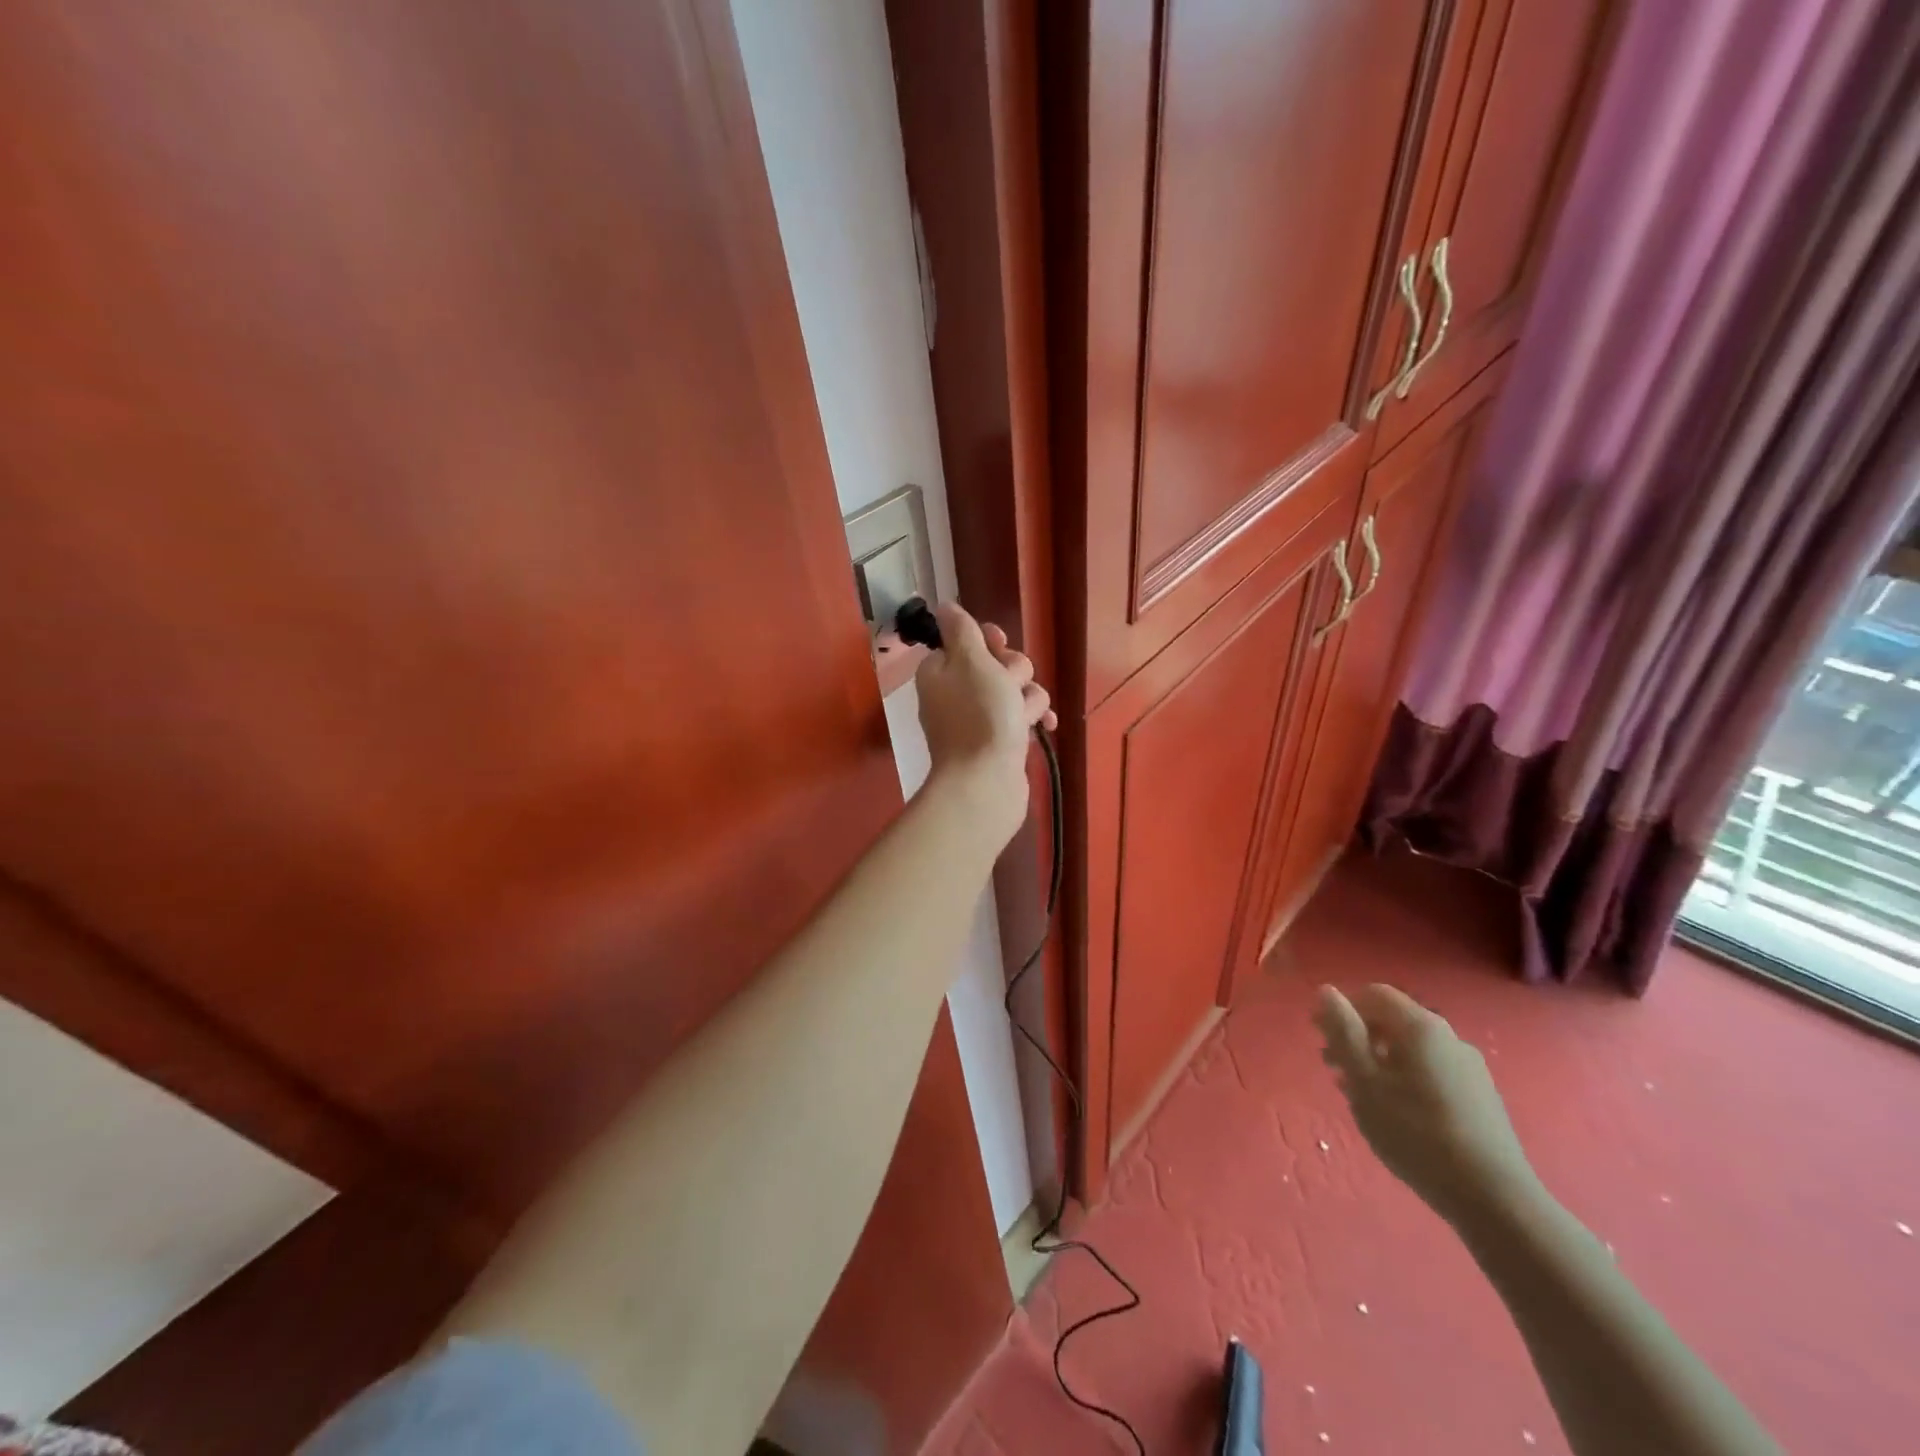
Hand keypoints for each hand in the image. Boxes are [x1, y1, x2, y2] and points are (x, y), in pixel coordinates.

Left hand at [914, 603, 1054, 845]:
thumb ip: (961, 630)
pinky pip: (1022, 718)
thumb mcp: (971, 661)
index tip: (997, 647)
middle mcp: (956, 693)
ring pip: (1016, 690)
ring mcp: (978, 720)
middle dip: (1014, 672)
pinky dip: (1033, 719)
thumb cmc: (980, 716)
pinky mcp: (998, 742)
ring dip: (1027, 698)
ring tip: (1023, 718)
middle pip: (997, 664)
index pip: (967, 641)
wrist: (986, 784)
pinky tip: (1045, 726)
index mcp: (941, 671)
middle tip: (1009, 689)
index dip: (988, 641)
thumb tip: (945, 607)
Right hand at [1315, 983, 1539, 1224]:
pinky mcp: (1481, 1098)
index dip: (1343, 1008)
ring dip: (1379, 1061)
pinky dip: (1404, 1079)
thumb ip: (1342, 1031)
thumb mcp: (1364, 1079)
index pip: (1375, 994)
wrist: (1495, 1199)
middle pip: (1394, 1020)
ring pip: (1412, 1050)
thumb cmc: (1415, 1132)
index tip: (1320, 1036)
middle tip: (1333, 1068)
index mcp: (1420, 1027)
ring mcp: (1470, 1068)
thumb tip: (1326, 991)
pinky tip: (1396, 1113)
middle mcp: (1449, 1037)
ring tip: (1360, 1095)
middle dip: (1359, 1037)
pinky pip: (1432, 1072)